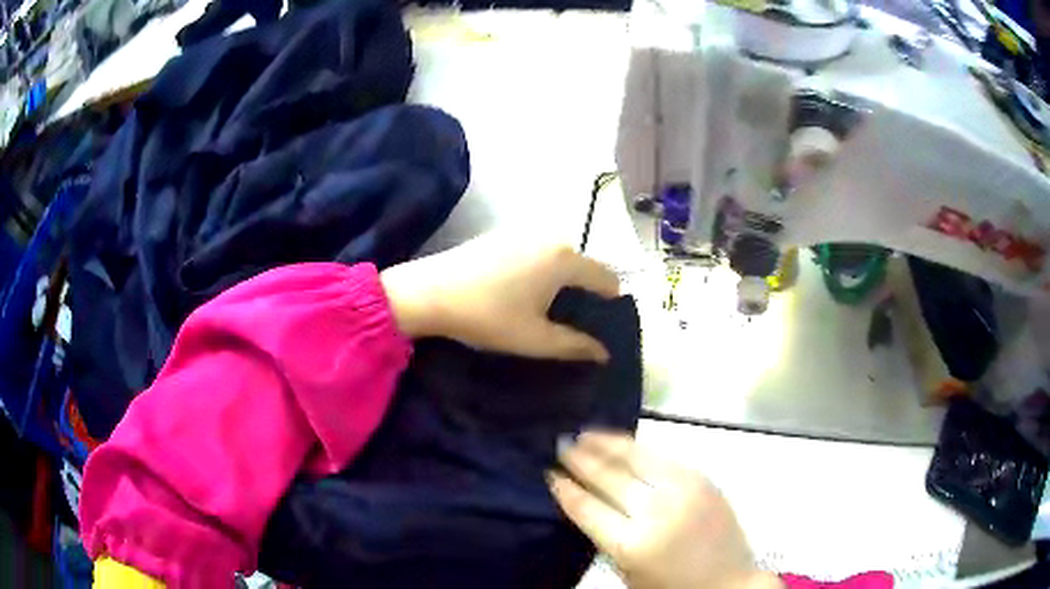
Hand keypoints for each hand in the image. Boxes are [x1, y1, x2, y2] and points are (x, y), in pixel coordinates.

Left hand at [379, 233, 619, 361]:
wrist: (429, 292)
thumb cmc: (488, 316)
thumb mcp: (535, 339)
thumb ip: (575, 346)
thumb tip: (604, 353)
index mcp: (565, 259)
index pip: (607, 278)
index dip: (611, 303)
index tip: (603, 326)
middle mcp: (550, 237)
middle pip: (583, 266)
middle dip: (585, 293)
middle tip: (572, 323)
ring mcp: (524, 232)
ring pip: (559, 258)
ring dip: (562, 282)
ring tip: (546, 310)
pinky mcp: (502, 235)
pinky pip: (537, 252)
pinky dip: (541, 270)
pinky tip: (521, 292)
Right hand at [549, 432, 781, 588]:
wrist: (727, 582)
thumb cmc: (670, 586)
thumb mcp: (627, 572)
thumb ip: (605, 537)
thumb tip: (583, 500)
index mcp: (632, 544)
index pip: (588, 508)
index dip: (566, 488)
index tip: (549, 474)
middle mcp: (656, 512)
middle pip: (609, 478)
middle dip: (581, 460)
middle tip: (561, 444)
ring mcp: (682, 491)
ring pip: (636, 458)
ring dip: (607, 443)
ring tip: (585, 433)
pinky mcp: (702, 480)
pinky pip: (664, 456)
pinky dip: (638, 447)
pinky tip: (623, 442)